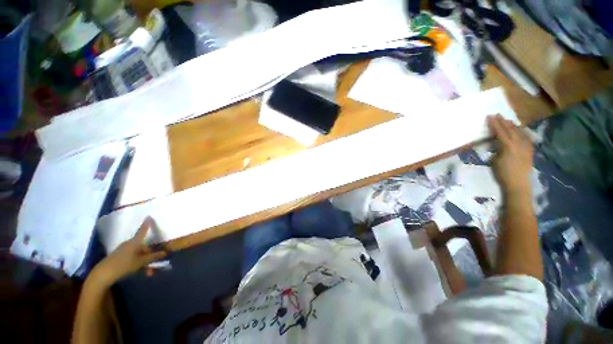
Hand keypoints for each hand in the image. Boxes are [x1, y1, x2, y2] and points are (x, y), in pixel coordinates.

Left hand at [90, 217, 166, 287]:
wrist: (103, 274)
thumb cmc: (123, 265)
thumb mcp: (141, 262)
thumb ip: (153, 257)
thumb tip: (165, 252)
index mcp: (135, 242)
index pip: (142, 231)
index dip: (146, 224)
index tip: (149, 216)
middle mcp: (129, 244)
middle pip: (143, 246)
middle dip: (150, 255)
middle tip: (155, 264)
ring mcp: (123, 251)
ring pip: (138, 254)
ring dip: (145, 262)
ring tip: (149, 272)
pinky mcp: (119, 257)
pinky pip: (133, 258)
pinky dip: (138, 264)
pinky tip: (141, 271)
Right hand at [487, 115, 533, 195]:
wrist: (519, 184)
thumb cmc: (503, 174)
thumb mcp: (494, 161)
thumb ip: (496, 150)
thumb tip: (496, 144)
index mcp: (508, 146)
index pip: (500, 132)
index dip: (495, 124)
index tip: (489, 116)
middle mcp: (519, 144)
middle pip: (511, 130)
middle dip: (504, 122)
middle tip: (498, 115)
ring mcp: (526, 147)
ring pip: (519, 132)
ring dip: (513, 126)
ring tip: (508, 121)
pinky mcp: (529, 151)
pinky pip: (525, 137)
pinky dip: (520, 132)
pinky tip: (519, 131)